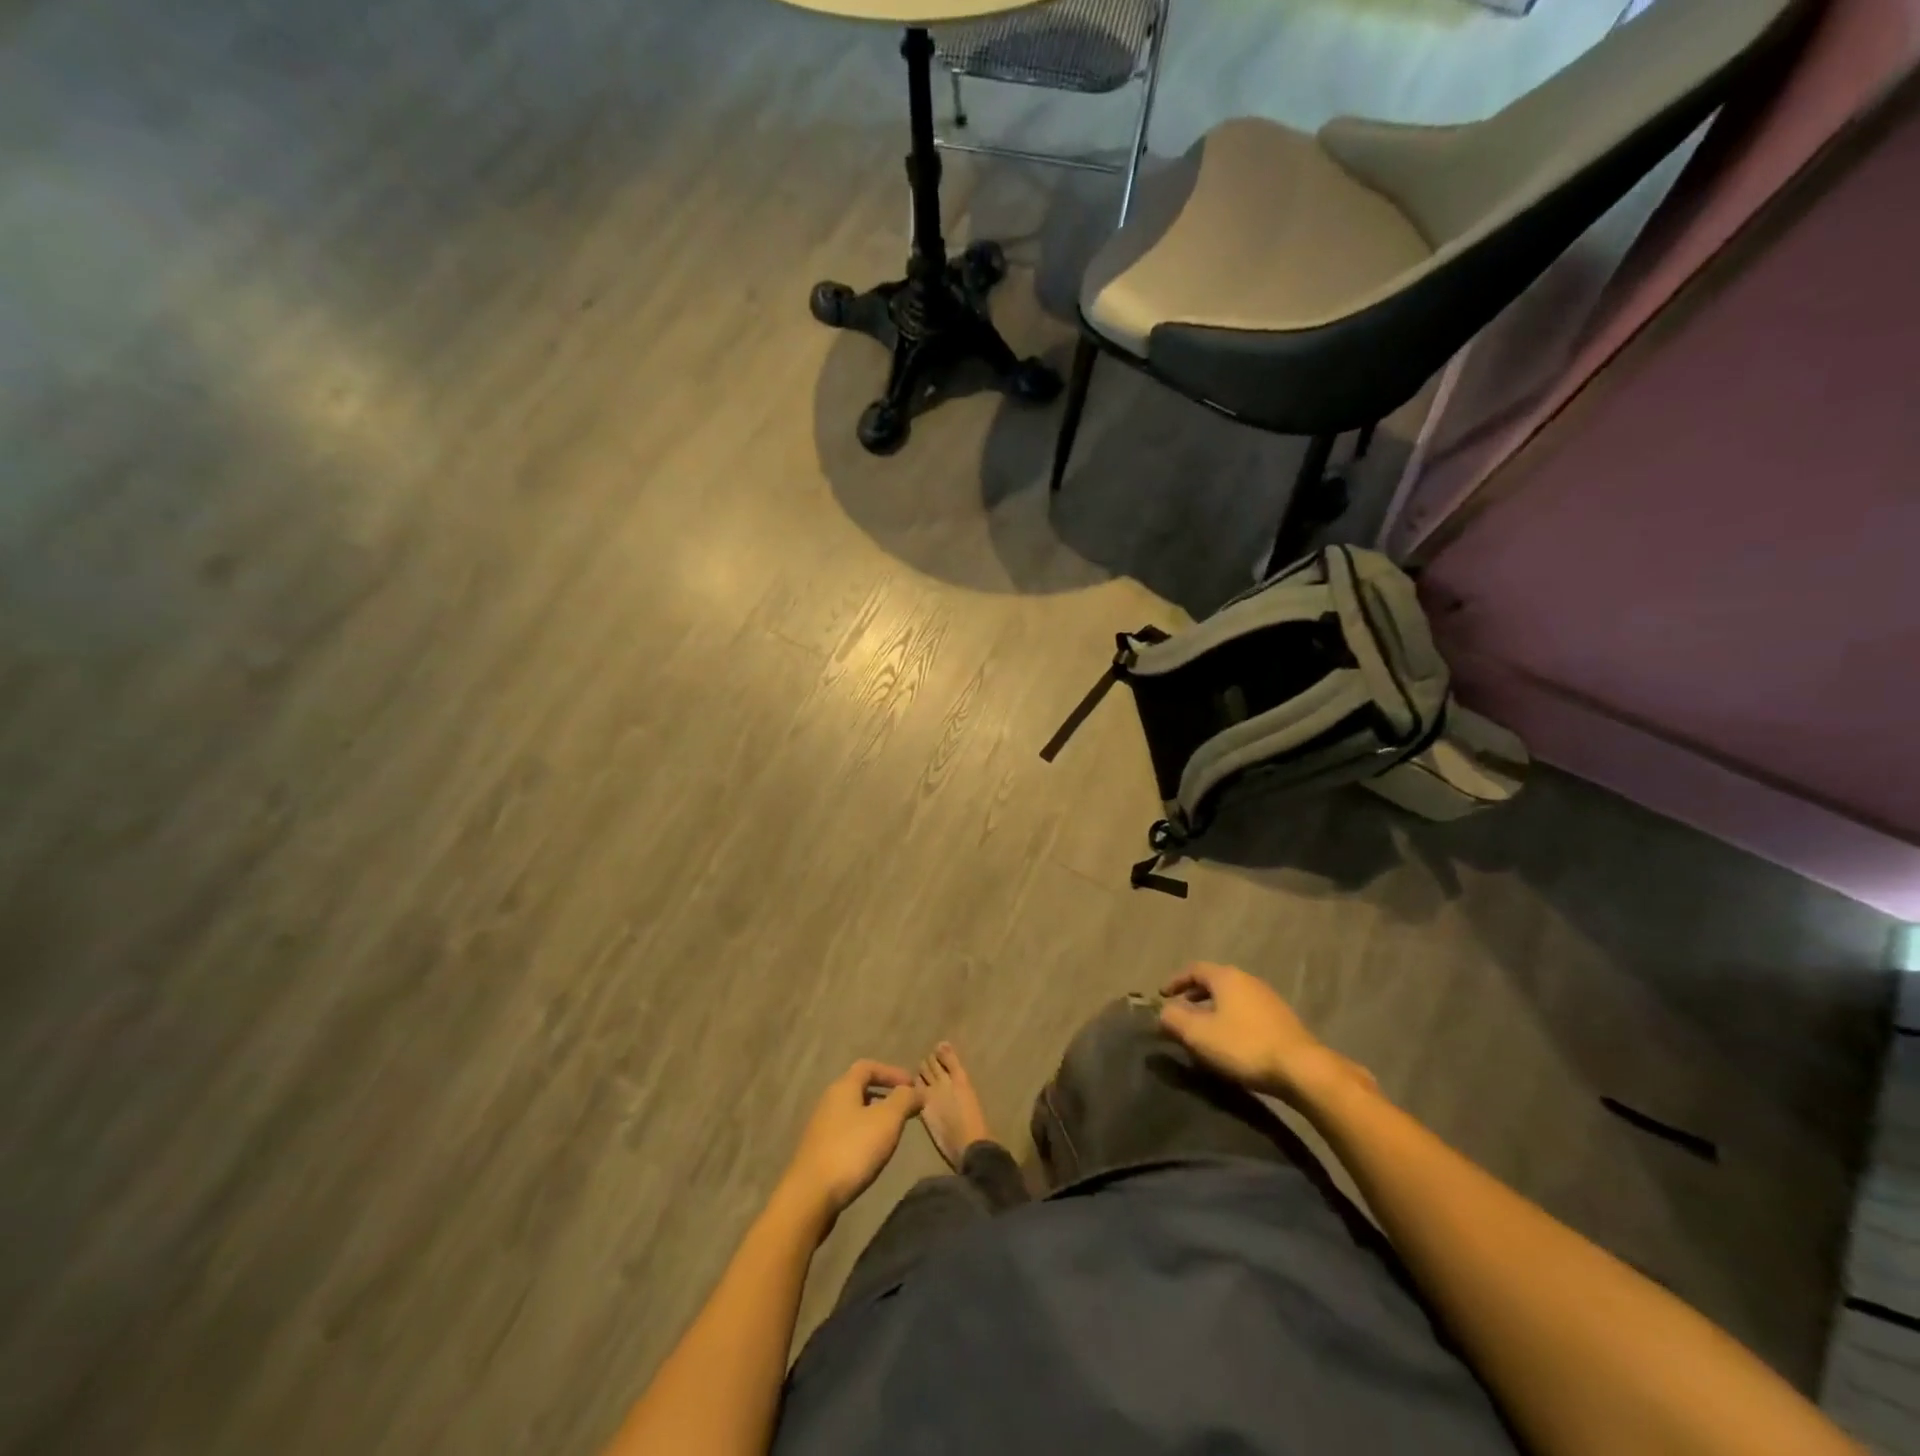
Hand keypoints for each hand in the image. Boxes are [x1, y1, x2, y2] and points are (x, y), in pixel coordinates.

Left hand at [777, 1060, 923, 1227]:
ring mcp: (820, 1128)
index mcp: (843, 1087)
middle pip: (859, 1089)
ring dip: (874, 1117)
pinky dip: (863, 1135)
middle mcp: (828, 1102)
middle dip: (884, 1095)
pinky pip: (846, 1133)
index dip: (892, 1072)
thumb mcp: (887, 1120)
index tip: (912, 1086)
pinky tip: (872, 1154)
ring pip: (853, 1112)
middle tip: (905, 1109)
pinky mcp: (818, 1152)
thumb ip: (904, 1100)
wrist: (810, 1196)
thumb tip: (916, 1090)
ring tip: (892, 1133)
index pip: (868, 1067)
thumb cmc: (852, 1150)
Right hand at [1158, 962, 1370, 1104]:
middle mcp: (1248, 980)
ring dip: (1213, 1008)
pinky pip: (1246, 1011)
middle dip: (1194, 995)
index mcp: (1226, 977)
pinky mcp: (1281, 1019)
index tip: (1162, 995)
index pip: (1194, 969)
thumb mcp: (1199, 1034)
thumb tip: (1163, 1011)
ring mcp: (1268, 999)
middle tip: (1180, 1011)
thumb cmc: (1244, 1045)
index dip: (1175, 980)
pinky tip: (1230, 1040)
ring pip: (1231, 997)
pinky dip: (1230, 1018)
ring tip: (1202, 1029)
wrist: (1301, 1068)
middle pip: (1214, 981)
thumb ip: (1174, 1019)